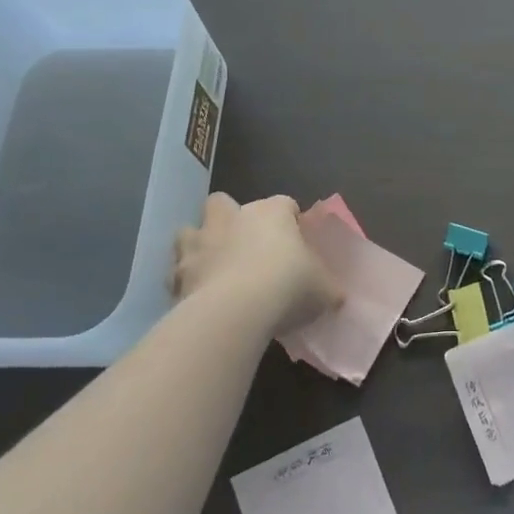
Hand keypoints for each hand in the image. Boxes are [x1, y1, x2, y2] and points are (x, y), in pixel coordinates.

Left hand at [171, 193, 340, 337]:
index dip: (291, 220)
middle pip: (224, 202)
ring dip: (199, 244)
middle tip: (244, 246)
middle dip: (229, 217)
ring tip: (212, 267)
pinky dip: (184, 280)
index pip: (285, 204)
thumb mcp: (324, 290)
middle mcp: (232, 218)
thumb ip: (328, 288)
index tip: (297, 242)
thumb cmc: (288, 286)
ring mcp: (200, 243)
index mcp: (272, 213)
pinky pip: (176, 271)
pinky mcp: (178, 273)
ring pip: (190, 230)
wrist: (236, 311)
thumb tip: (337, 296)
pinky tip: (196, 297)